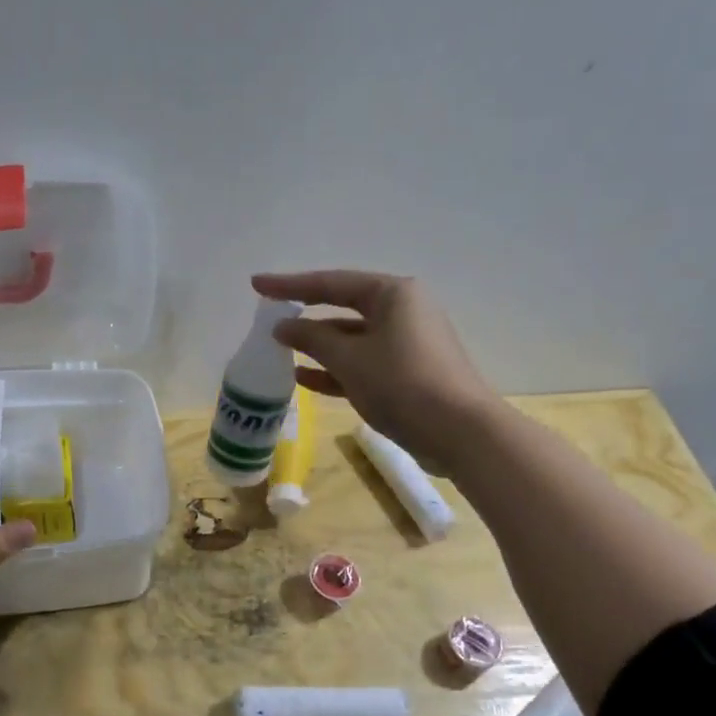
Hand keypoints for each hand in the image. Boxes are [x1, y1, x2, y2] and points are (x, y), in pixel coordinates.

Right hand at [250, 270, 496, 470]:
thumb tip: (284, 327)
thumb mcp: (349, 359)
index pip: (330, 283)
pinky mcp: (408, 372)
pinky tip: (304, 378)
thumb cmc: (402, 384)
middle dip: (306, 315)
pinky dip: (336, 368)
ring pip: (352, 338)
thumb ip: (312, 338)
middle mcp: (403, 311)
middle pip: (343, 307)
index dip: (290, 284)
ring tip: (281, 351)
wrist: (459, 432)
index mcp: (393, 294)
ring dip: (318, 346)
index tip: (256, 284)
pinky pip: (363, 362)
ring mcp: (407, 342)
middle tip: (270, 316)